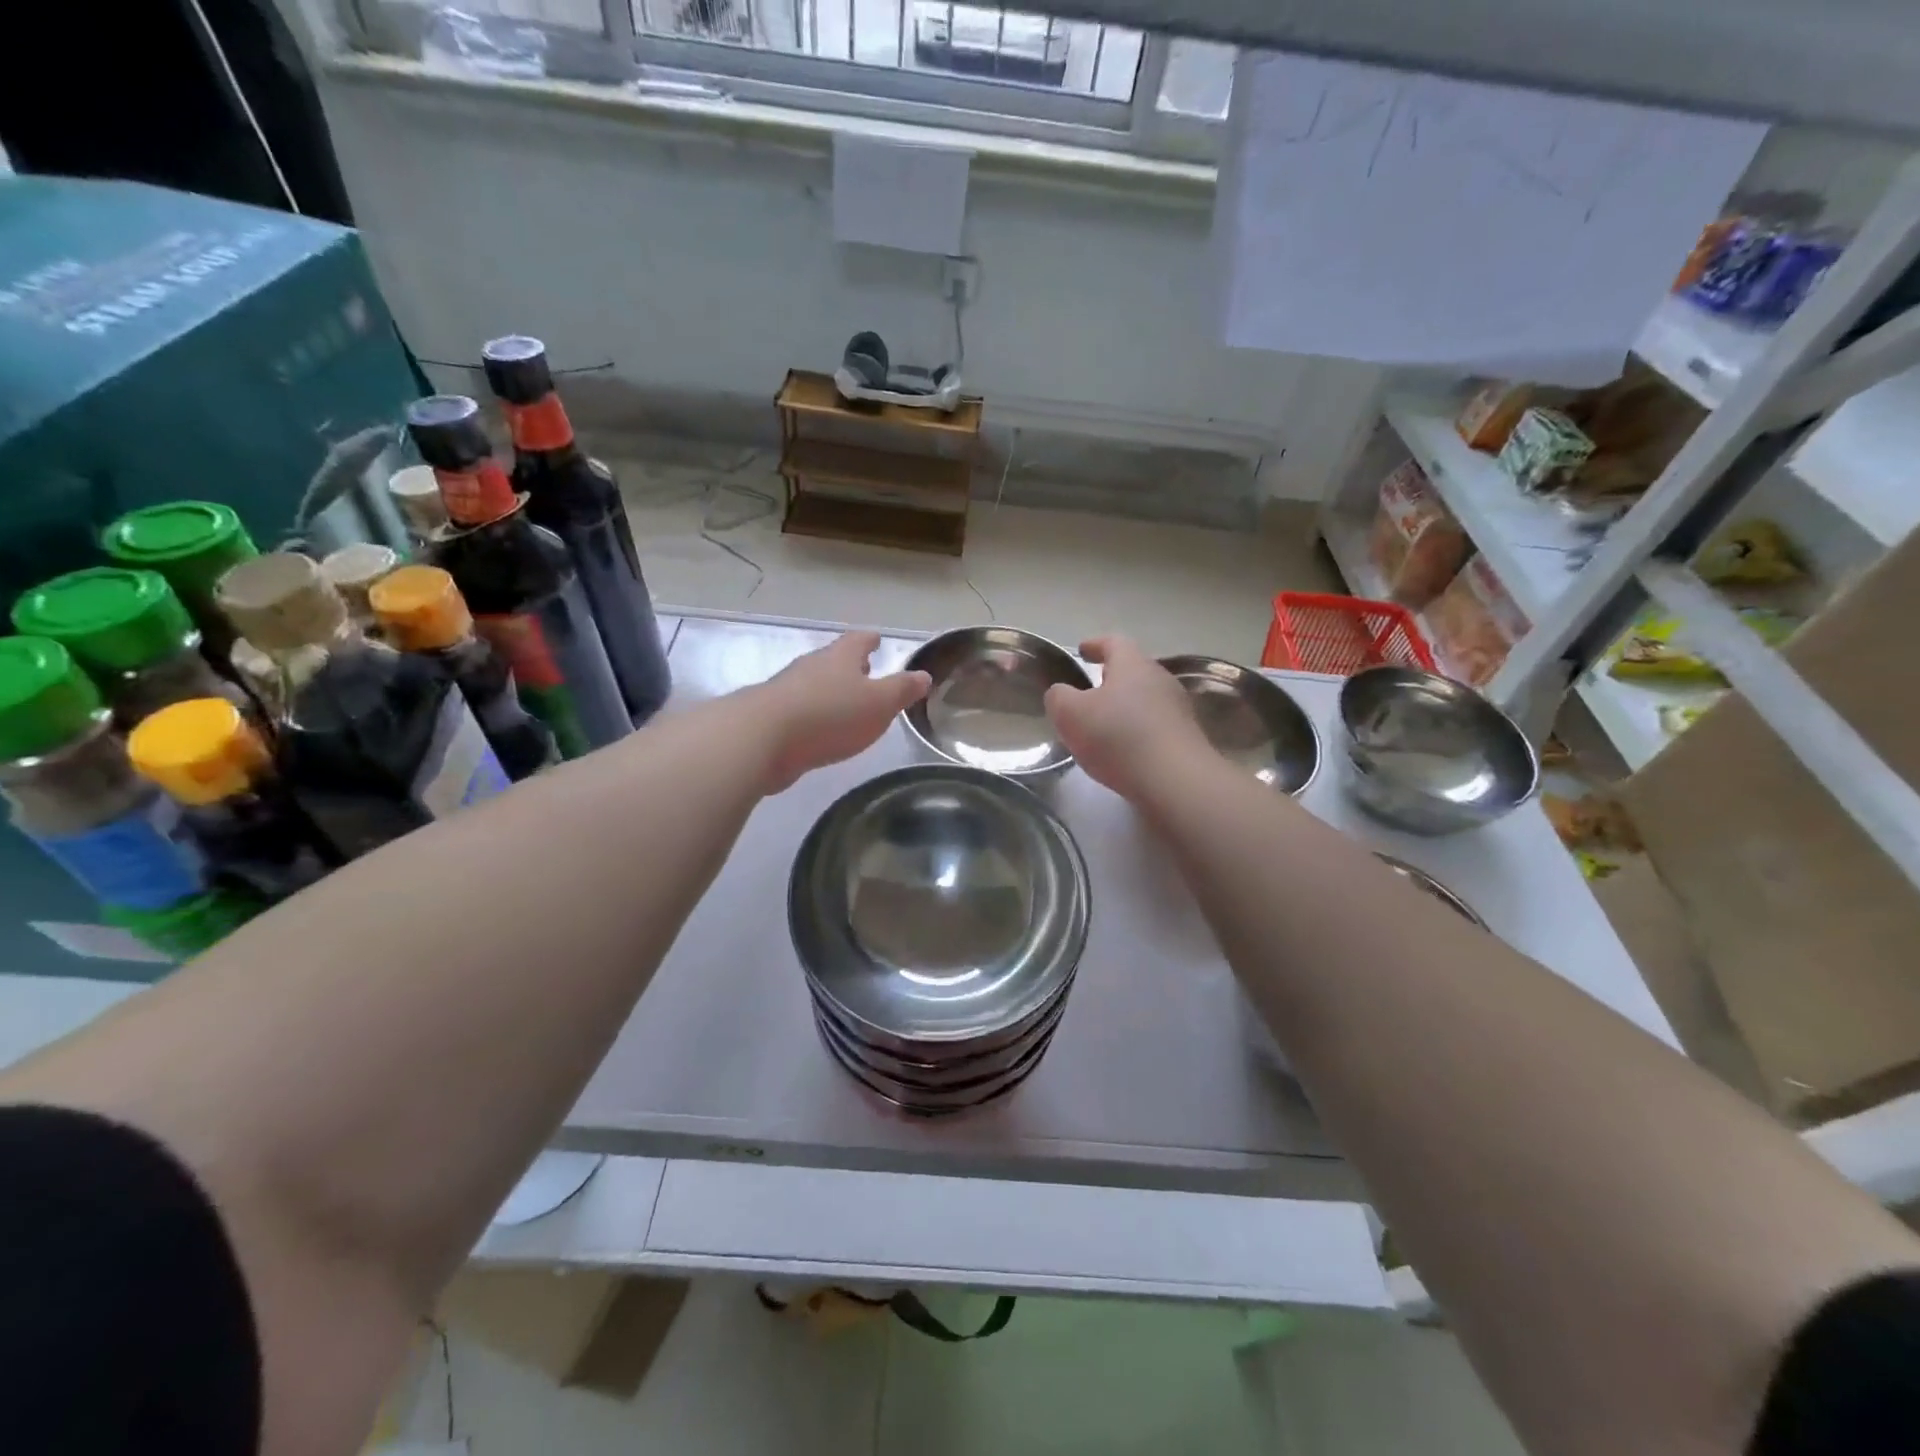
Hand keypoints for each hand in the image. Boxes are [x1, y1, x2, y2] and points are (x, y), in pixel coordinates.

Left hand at [753, 631, 930, 793]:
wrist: (762, 739)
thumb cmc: (830, 715)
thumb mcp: (878, 704)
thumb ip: (901, 690)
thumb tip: (923, 675)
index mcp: (840, 658)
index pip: (858, 641)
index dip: (870, 640)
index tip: (877, 638)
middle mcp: (811, 667)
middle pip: (833, 660)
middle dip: (849, 665)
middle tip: (864, 670)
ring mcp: (786, 691)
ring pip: (813, 684)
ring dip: (829, 691)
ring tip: (844, 702)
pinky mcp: (771, 718)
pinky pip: (798, 710)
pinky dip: (812, 715)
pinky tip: (817, 729)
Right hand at [1044, 635, 1210, 802]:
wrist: (1174, 781)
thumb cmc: (1117, 737)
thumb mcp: (1070, 714)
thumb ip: (1059, 697)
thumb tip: (1061, 692)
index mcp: (1132, 664)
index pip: (1113, 642)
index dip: (1095, 645)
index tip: (1081, 651)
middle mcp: (1160, 678)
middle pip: (1133, 670)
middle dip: (1111, 678)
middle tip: (1089, 691)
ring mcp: (1178, 708)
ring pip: (1146, 698)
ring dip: (1125, 707)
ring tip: (1104, 725)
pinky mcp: (1186, 737)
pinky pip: (1156, 725)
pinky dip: (1138, 730)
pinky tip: (1125, 750)